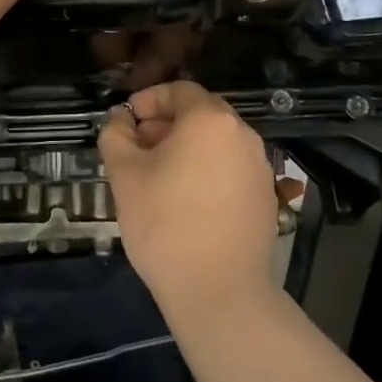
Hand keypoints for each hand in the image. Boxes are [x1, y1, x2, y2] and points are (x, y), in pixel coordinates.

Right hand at [100, 81, 282, 327]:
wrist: (219, 292)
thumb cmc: (165, 224)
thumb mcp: (124, 175)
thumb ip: (116, 135)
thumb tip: (120, 118)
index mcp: (210, 120)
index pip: (178, 90)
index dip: (148, 100)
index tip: (126, 122)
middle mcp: (242, 134)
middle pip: (200, 113)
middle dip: (166, 123)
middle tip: (137, 148)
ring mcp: (259, 166)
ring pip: (216, 142)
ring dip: (186, 147)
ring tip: (158, 176)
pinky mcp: (265, 197)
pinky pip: (230, 168)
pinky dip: (206, 170)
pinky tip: (186, 200)